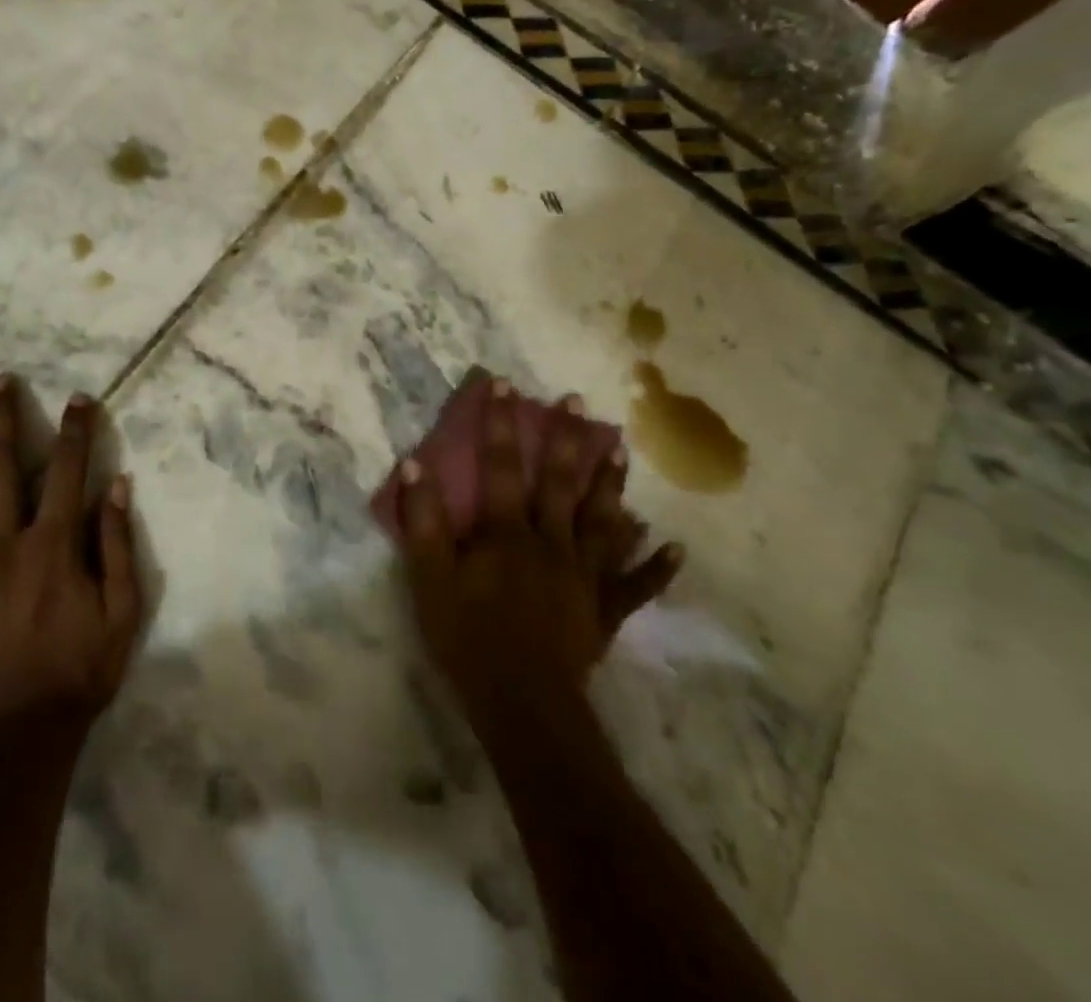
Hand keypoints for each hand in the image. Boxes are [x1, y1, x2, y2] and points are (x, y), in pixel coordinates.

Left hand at [0, 374, 141, 746]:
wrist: (15, 738)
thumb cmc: (78, 673)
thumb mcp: (122, 612)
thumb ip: (119, 545)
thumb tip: (117, 485)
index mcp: (53, 545)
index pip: (68, 470)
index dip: (75, 429)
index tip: (78, 399)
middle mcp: (4, 543)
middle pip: (2, 467)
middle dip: (4, 418)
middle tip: (0, 382)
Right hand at [396, 378, 682, 738]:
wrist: (523, 705)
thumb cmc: (469, 639)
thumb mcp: (430, 580)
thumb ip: (424, 523)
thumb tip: (415, 466)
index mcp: (507, 533)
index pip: (500, 467)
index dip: (499, 424)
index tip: (505, 384)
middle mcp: (551, 543)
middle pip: (560, 484)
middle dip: (566, 440)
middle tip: (578, 403)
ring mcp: (583, 576)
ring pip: (602, 522)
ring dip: (612, 486)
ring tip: (622, 451)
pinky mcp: (602, 611)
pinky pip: (634, 586)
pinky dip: (656, 567)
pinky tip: (675, 547)